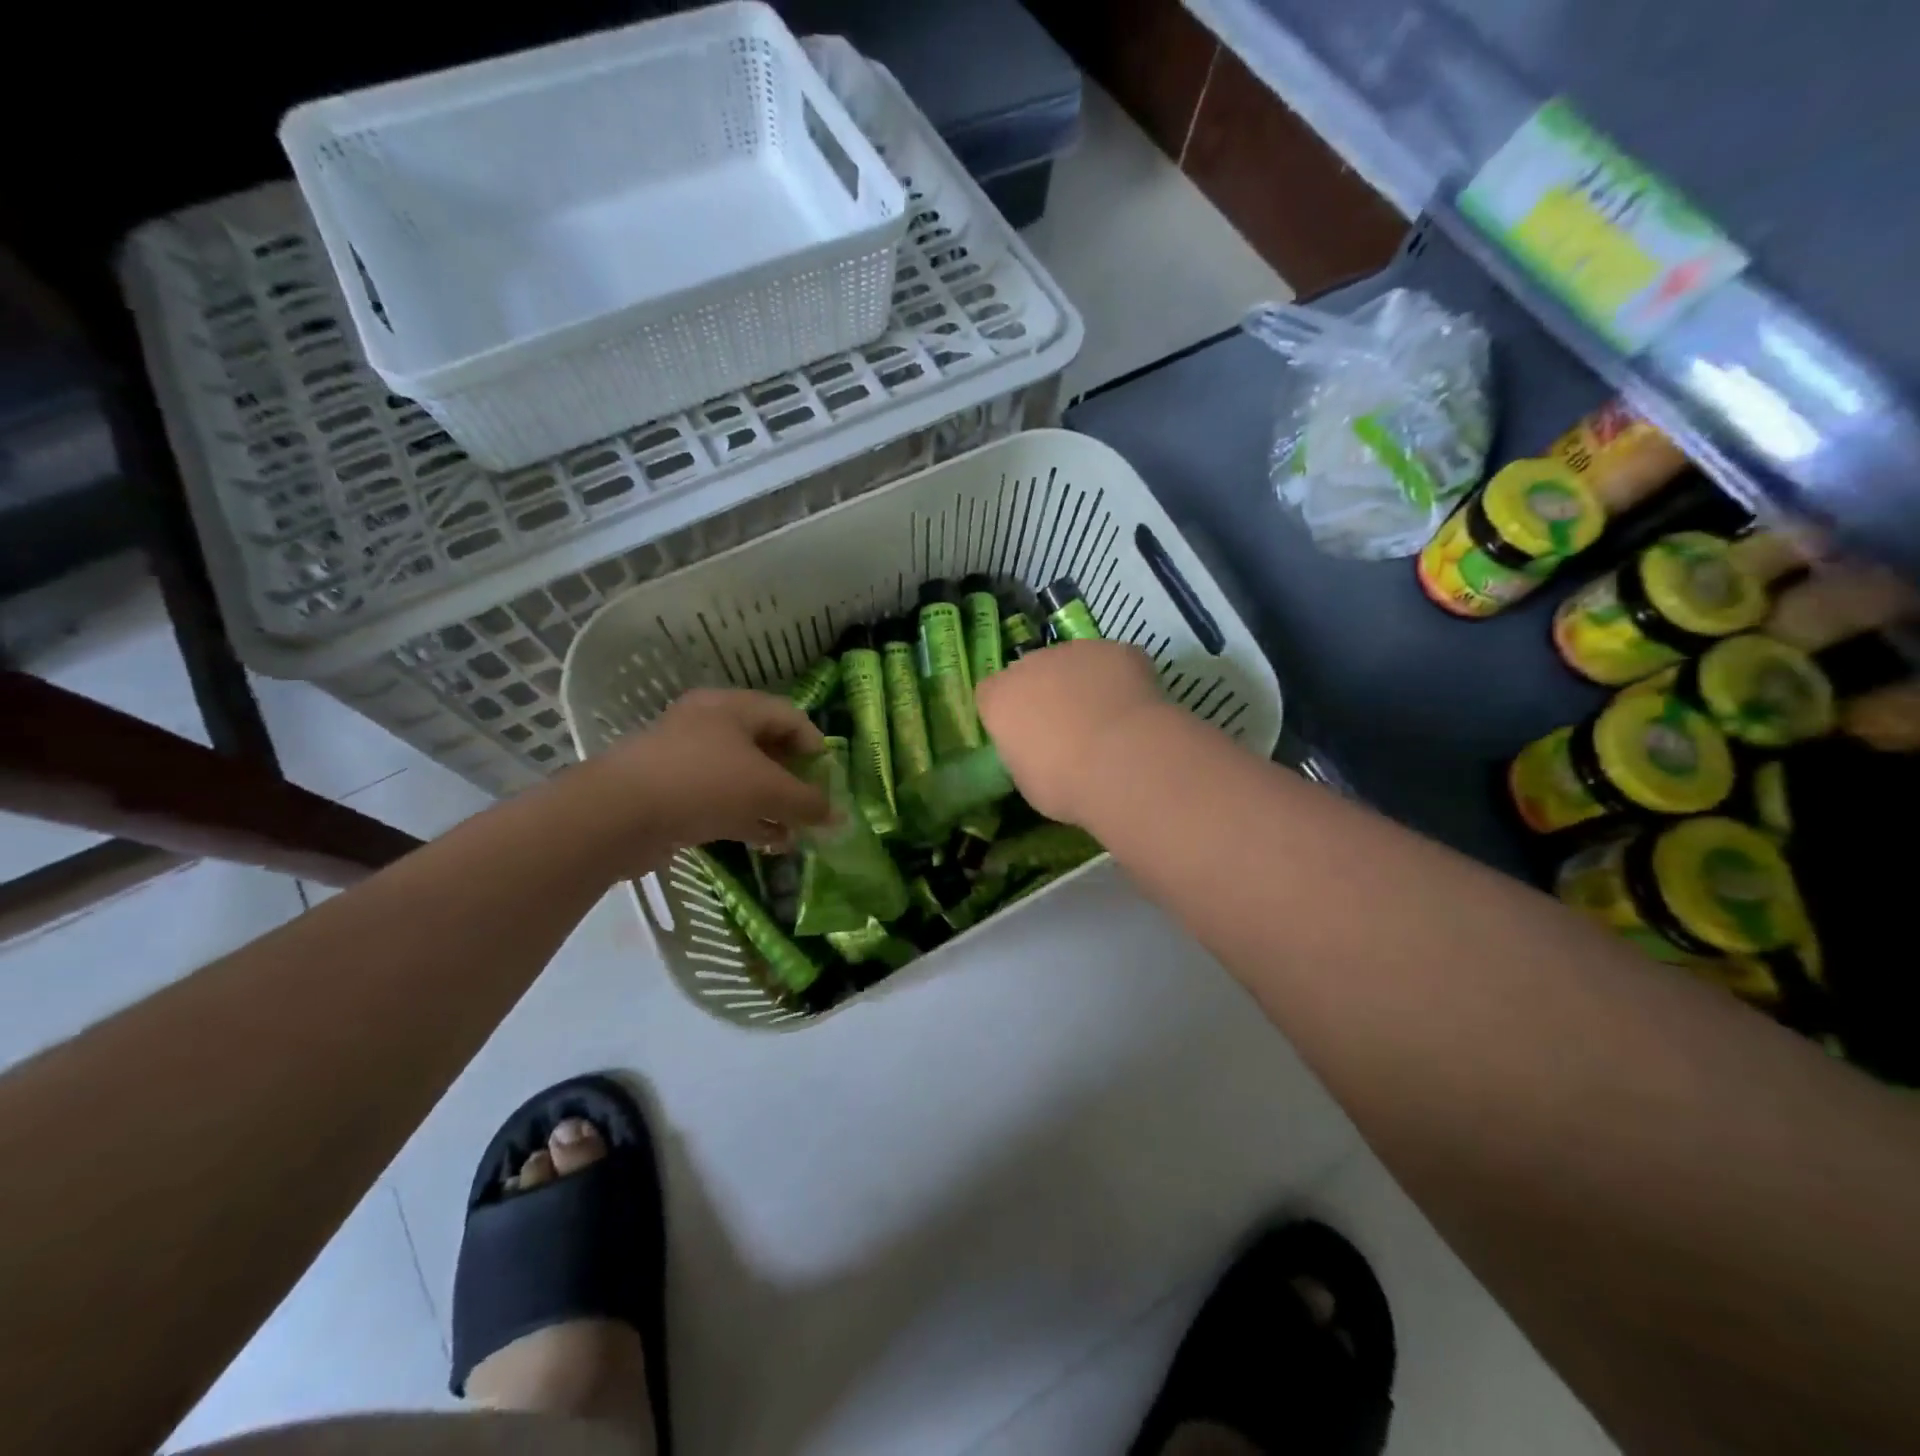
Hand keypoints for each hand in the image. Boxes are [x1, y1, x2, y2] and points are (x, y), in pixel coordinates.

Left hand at [579, 689, 831, 852]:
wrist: (617, 816)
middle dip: (794, 779)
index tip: (829, 778)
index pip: (788, 715)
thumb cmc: (703, 784)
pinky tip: (768, 843)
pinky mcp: (671, 792)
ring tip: (796, 832)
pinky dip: (746, 817)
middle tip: (813, 806)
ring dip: (772, 803)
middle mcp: (708, 725)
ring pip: (742, 777)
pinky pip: (720, 799)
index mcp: (732, 707)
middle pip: (765, 746)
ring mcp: (686, 759)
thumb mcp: (767, 791)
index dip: (815, 745)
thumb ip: (808, 803)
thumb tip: (838, 818)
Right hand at [975, 640, 1165, 824]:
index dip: (1009, 713)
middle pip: (1033, 673)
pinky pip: (1115, 663)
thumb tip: (1039, 753)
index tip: (1024, 736)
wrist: (1122, 761)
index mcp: (999, 698)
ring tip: (1107, 720)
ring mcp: (1076, 651)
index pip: (991, 694)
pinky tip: (1135, 710)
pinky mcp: (1118, 649)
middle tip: (1068, 729)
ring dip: (1084, 684)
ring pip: (1075, 663)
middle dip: (1046, 693)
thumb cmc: (1064, 783)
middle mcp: (1031, 664)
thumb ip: (1025, 754)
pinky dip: (1121, 680)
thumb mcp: (1028, 781)